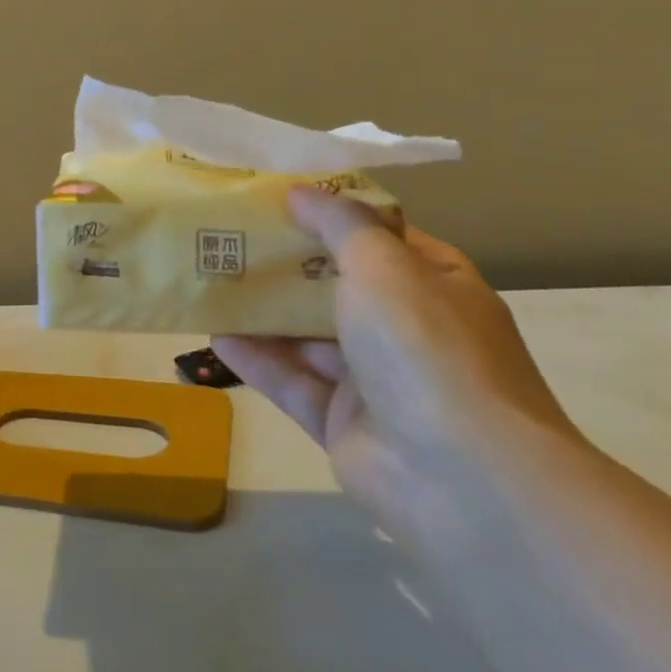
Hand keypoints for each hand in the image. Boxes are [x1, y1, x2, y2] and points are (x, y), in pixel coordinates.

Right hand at [212, 188, 579, 537]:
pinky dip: (256, 358)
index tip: (275, 195)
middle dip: (284, 262)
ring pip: (307, 334)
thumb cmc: (425, 347)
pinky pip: (291, 380)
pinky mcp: (341, 422)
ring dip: (263, 310)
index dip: (330, 215)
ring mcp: (375, 380)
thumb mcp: (383, 264)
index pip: (379, 238)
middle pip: (335, 285)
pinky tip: (214, 335)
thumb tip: (299, 192)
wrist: (461, 479)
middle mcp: (408, 330)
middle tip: (227, 233)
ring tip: (209, 278)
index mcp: (434, 286)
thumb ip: (339, 224)